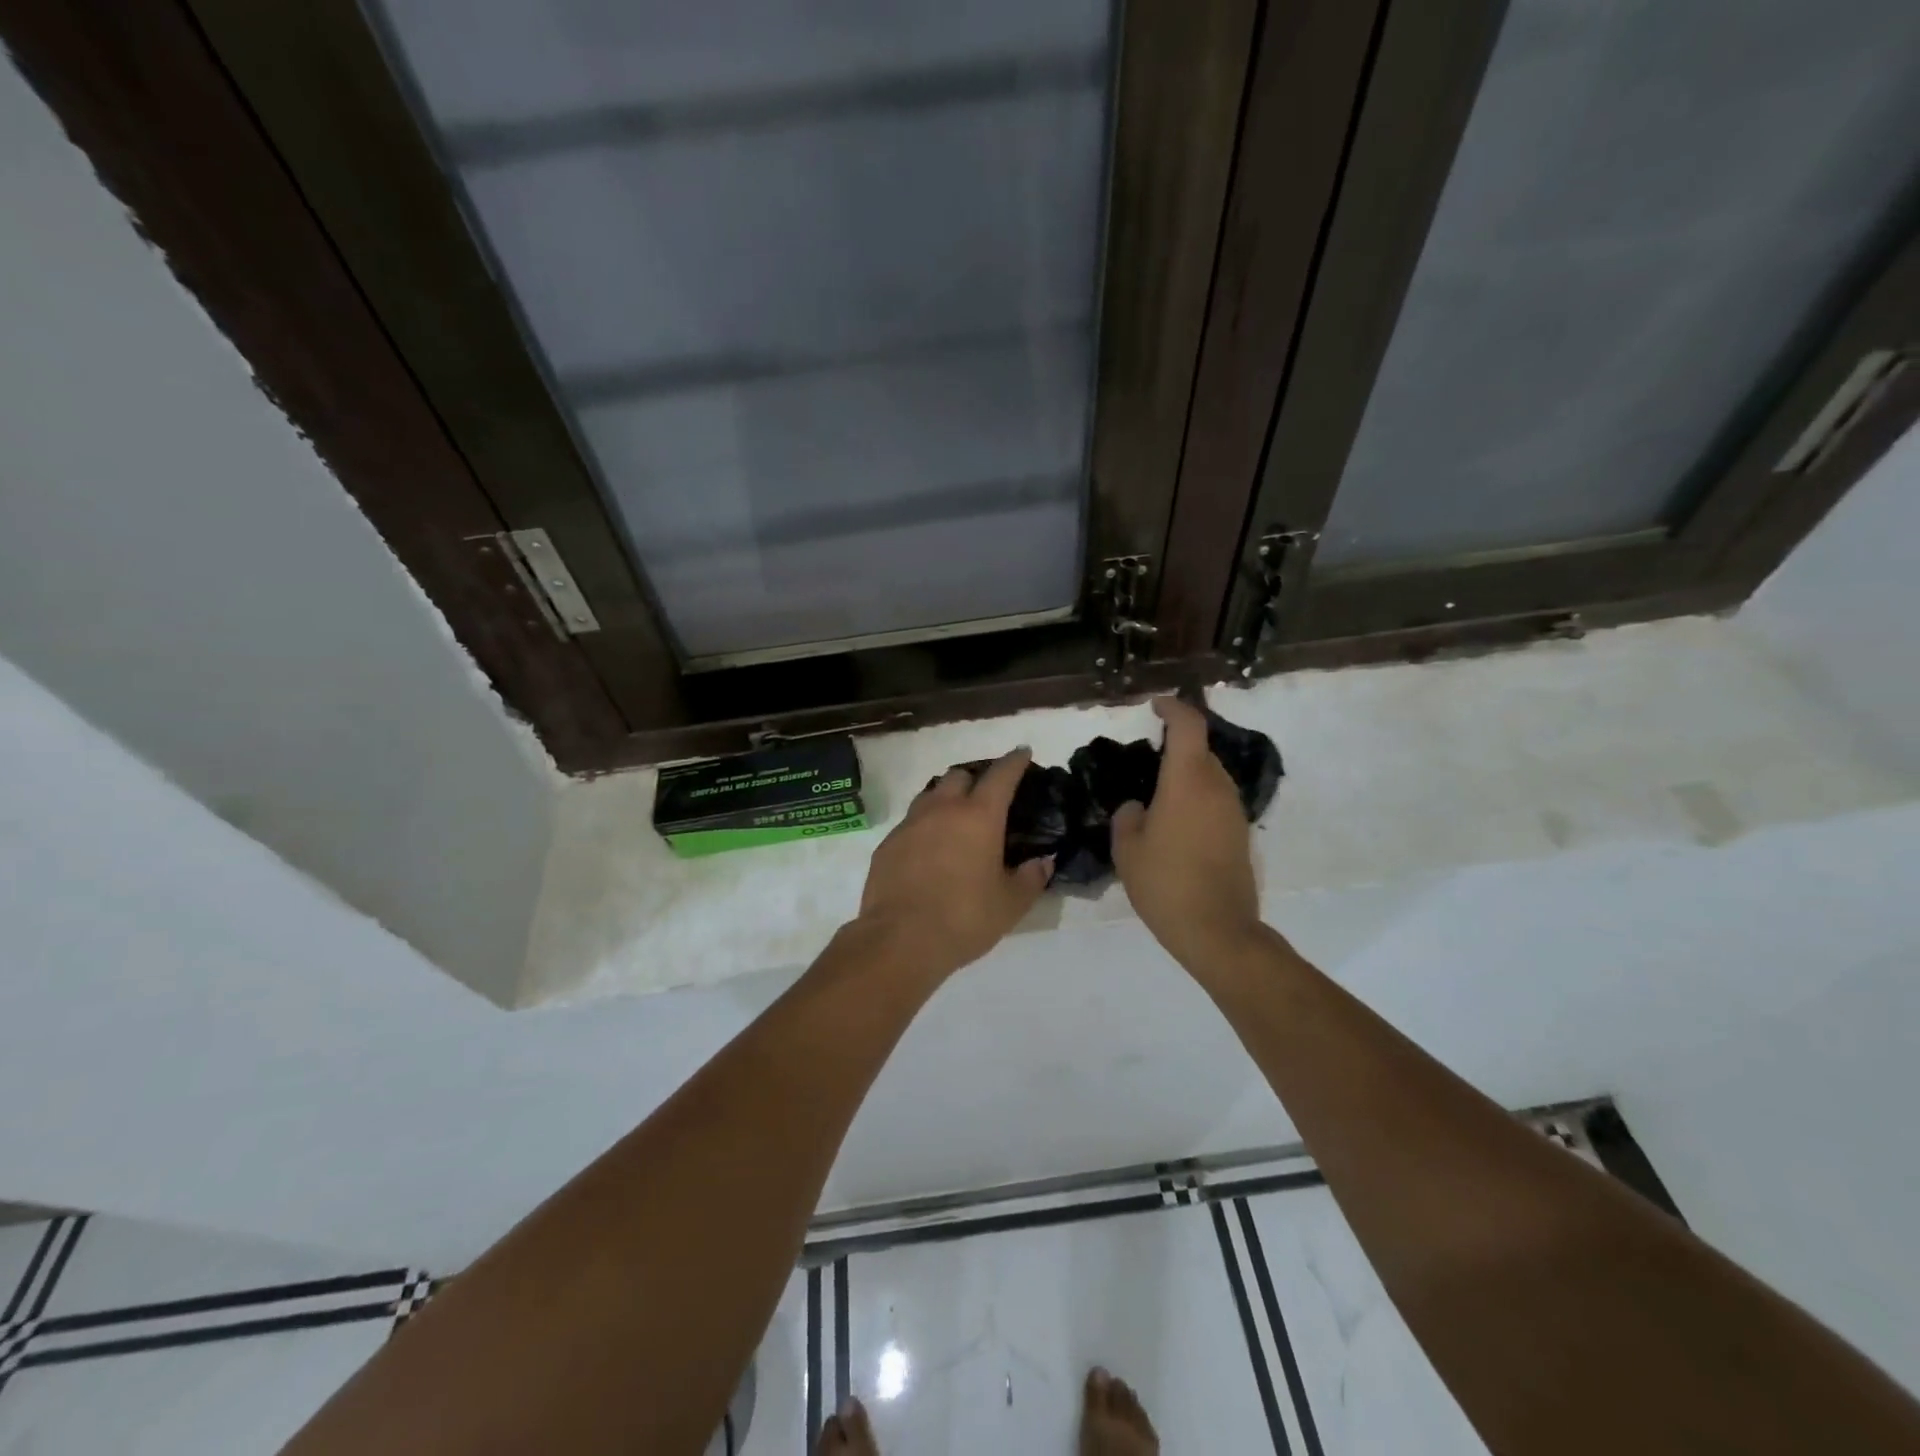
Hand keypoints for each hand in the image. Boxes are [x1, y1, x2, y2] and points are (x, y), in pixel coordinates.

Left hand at [853, 749, 1052, 980]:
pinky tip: (929, 849)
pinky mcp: (887, 843)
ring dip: (946, 798)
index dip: (1015, 761)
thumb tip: (1043, 861)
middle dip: (976, 779)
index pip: (1001, 775)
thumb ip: (1031, 878)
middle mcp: (943, 809)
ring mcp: (910, 824)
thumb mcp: (1010, 904)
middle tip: (987, 797)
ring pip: (930, 794)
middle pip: (960, 775)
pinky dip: (925, 825)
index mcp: (979, 816)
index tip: (1022, 753)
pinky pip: (910, 822)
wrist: (899, 939)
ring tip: (956, 819)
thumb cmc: (964, 918)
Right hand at [1111, 697, 1262, 969]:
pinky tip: (1175, 823)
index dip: (1173, 708)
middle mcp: (1217, 788)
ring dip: (1187, 774)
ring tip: (1157, 794)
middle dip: (1176, 745)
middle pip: (1201, 750)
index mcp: (1188, 781)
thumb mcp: (1127, 849)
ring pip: (1210, 776)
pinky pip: (1216, 800)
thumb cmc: (1165, 883)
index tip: (1155, 705)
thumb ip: (1127, 816)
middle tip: (1145, 759)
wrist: (1217, 930)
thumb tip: (1138, 807)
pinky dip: (1197, 798)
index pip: (1188, 726)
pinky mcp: (1241, 834)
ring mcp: (1234, 811)